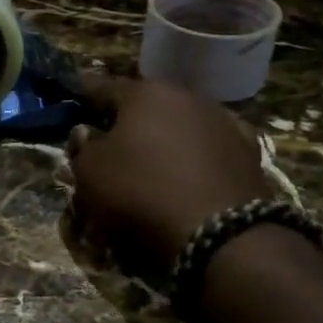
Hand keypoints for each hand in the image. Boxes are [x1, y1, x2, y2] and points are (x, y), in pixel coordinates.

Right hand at [67, 74, 272, 273]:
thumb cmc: (141, 193)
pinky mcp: (249, 154)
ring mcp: (224, 123)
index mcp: (146, 93)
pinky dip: (195, 158)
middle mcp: (188, 97)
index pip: (103, 87)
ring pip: (182, 124)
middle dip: (129, 119)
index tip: (73, 99)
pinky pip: (209, 150)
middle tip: (111, 138)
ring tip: (152, 161)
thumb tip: (86, 132)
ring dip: (165, 137)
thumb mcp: (90, 173)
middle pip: (148, 104)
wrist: (221, 235)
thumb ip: (82, 147)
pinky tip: (188, 175)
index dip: (84, 96)